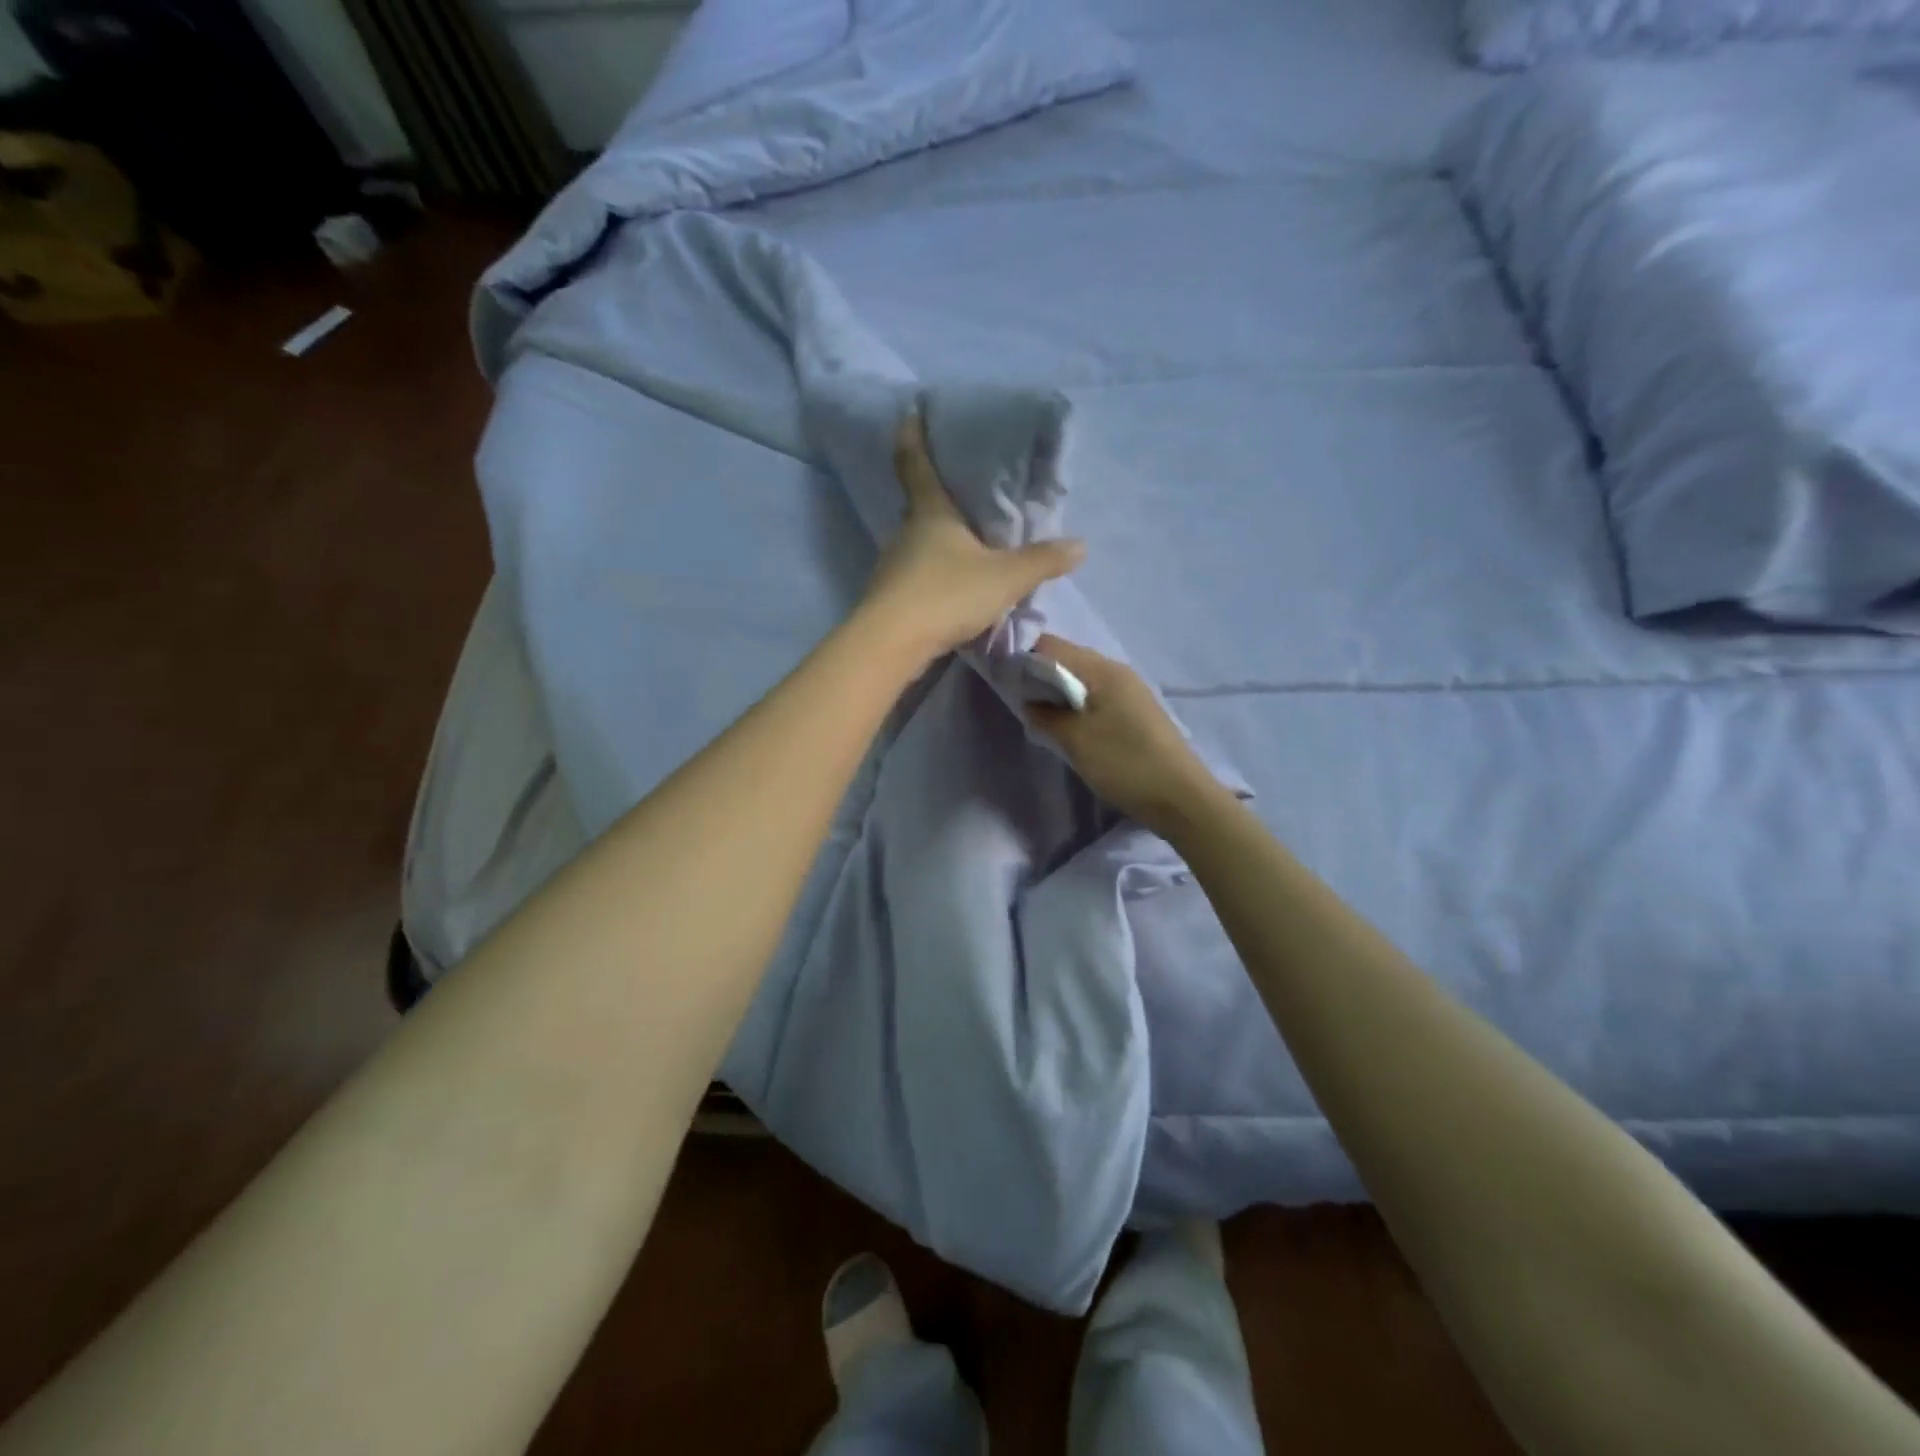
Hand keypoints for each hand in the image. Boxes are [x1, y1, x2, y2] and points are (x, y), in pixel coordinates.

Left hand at [860, 414, 1085, 662]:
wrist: (893, 643)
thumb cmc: (947, 594)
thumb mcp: (1005, 577)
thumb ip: (1042, 561)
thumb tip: (1080, 545)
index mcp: (931, 513)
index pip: (917, 464)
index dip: (913, 436)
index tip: (908, 412)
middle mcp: (906, 534)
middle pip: (919, 508)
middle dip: (935, 499)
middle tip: (957, 492)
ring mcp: (893, 568)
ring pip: (917, 546)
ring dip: (936, 544)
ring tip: (962, 546)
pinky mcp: (890, 599)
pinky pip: (916, 577)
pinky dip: (932, 576)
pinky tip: (950, 590)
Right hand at [1025, 635, 1220, 834]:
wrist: (1181, 797)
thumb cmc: (1125, 764)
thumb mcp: (1076, 740)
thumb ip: (1046, 714)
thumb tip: (1029, 700)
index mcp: (1103, 669)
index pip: (1052, 645)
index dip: (1024, 658)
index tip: (1005, 682)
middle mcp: (1118, 671)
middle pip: (1068, 659)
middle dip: (1040, 676)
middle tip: (1021, 703)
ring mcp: (1131, 691)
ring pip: (1083, 680)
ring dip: (1059, 693)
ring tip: (1042, 718)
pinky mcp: (1136, 711)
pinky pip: (1098, 696)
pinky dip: (1078, 705)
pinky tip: (1071, 728)